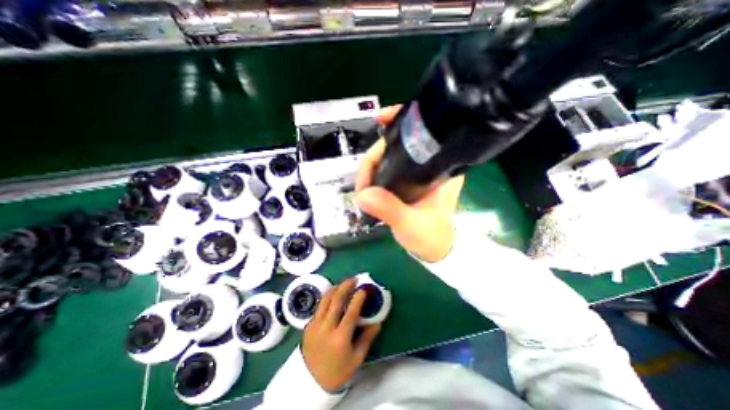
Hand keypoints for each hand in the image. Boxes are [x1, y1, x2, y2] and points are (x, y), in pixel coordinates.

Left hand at [302, 277, 382, 391]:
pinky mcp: (308, 326)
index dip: (358, 299)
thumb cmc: (339, 371)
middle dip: (345, 286)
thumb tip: (378, 321)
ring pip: (325, 300)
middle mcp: (326, 329)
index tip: (363, 289)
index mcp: (340, 338)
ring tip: (343, 283)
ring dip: (335, 288)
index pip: (351, 312)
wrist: (312, 382)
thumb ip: (367, 338)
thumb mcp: (357, 358)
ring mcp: (315, 326)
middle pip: (336, 300)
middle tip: (353, 279)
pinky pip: (319, 307)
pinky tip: (333, 296)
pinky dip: (327, 298)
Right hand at [355, 106, 466, 262]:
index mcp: (439, 166)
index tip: (380, 119)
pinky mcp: (408, 180)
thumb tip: (364, 194)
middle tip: (362, 183)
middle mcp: (429, 163)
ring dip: (371, 167)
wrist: (436, 249)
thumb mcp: (411, 224)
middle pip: (396, 145)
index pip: (420, 134)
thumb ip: (390, 209)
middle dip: (373, 157)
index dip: (399, 123)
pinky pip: (388, 167)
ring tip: (363, 187)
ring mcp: (417, 171)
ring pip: (389, 156)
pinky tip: (367, 182)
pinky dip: (375, 171)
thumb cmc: (431, 236)